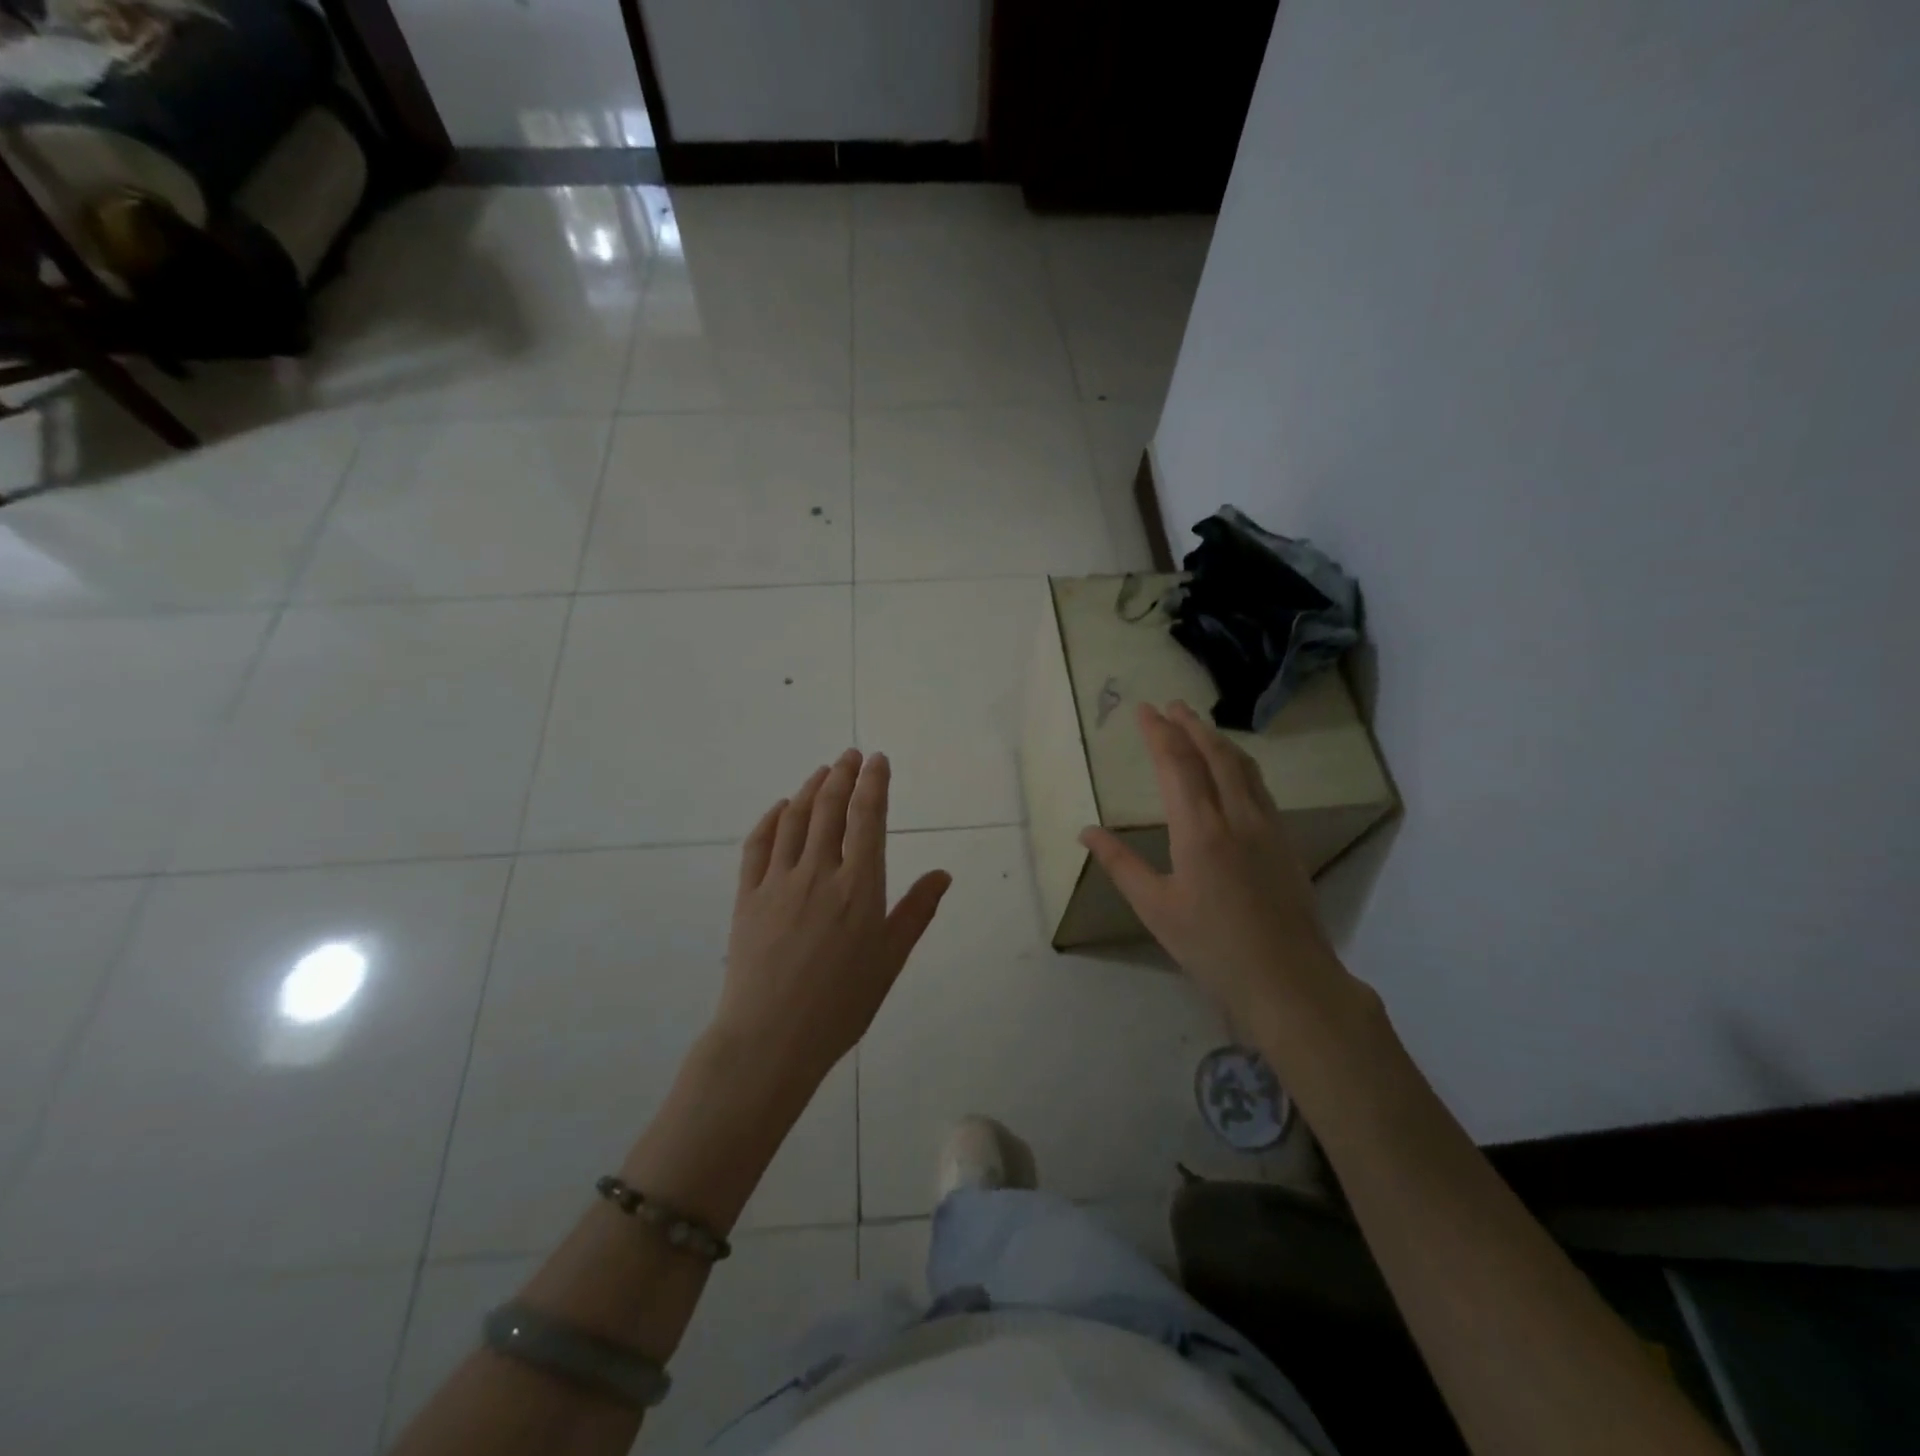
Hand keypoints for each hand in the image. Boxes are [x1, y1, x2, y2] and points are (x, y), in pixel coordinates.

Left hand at [717, 749, 950, 1091]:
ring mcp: (779, 881)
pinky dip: (771, 819)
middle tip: (850, 755)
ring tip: (822, 771)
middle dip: (843, 775)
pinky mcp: (747, 896)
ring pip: (796, 819)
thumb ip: (916, 912)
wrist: (771, 1038)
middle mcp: (820, 872)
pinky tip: (781, 808)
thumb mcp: (890, 960)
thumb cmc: (842, 1004)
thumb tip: (943, 873)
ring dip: (811, 789)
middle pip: (831, 808)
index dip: (874, 783)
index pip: (868, 818)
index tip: (877, 760)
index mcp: (860, 886)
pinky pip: (758, 845)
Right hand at [1080, 702, 1361, 1034]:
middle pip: (1214, 754)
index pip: (1176, 764)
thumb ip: (1120, 864)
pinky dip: (1239, 764)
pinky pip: (1259, 786)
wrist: (1288, 980)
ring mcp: (1268, 826)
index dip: (1158, 732)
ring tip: (1200, 726)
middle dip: (1190, 725)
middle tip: (1171, 704)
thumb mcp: (1155, 908)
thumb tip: (1086, 832)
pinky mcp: (1286, 841)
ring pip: (1243, 767)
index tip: (1144, 709)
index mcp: (1200, 829)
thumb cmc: (1212, 947)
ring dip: (1218, 740)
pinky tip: (1234, 771)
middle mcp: (1237, 816)